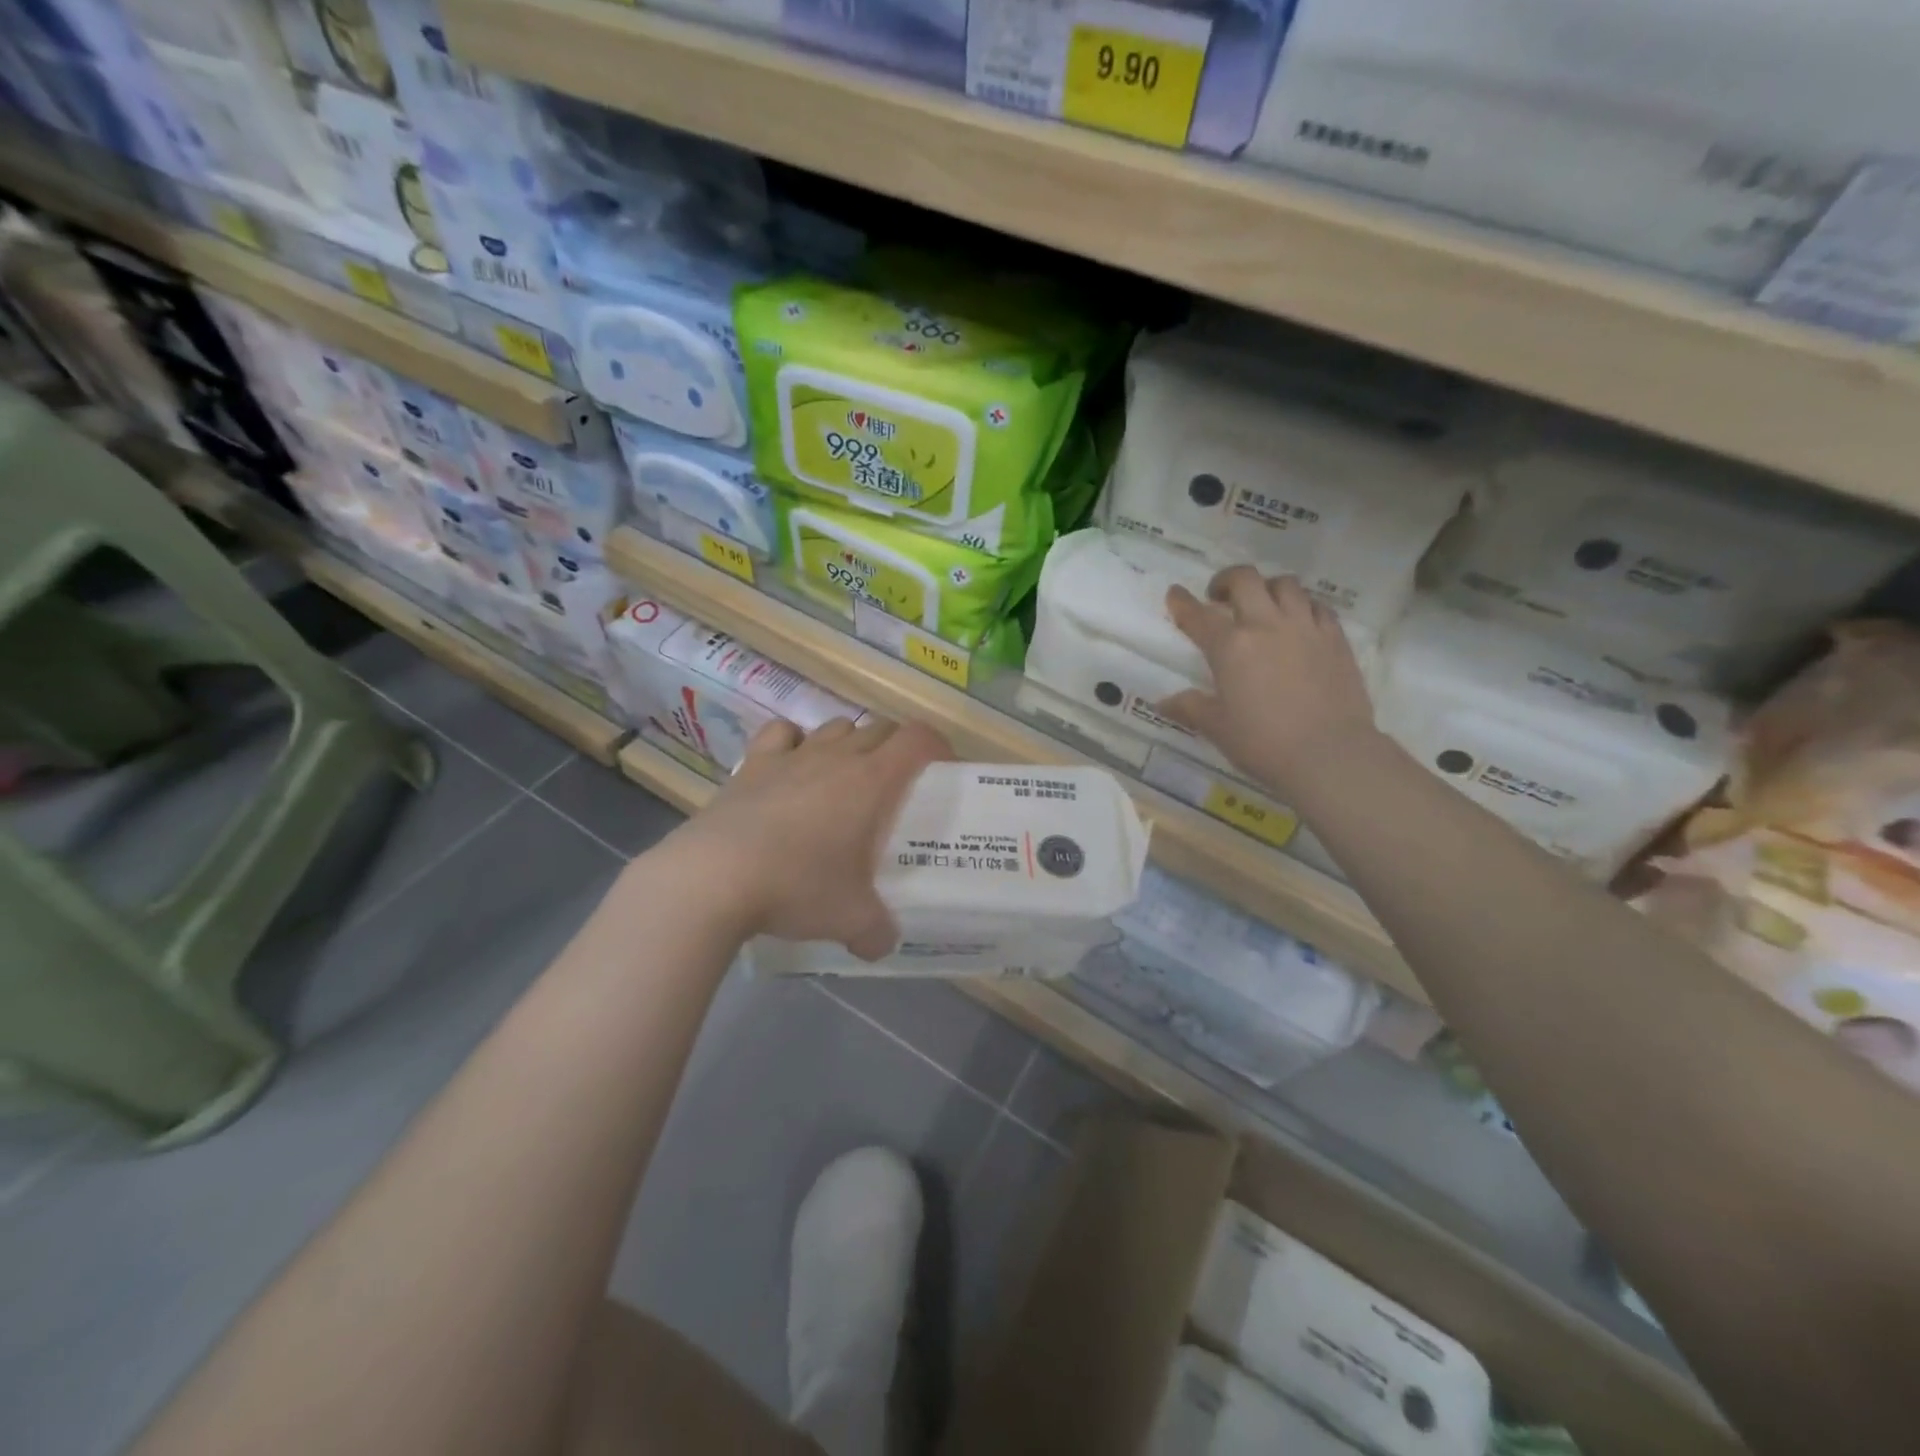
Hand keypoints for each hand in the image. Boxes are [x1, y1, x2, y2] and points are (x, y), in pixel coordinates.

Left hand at [668, 716, 952, 958]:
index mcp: (871, 781)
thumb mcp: (849, 919)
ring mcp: (792, 756)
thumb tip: (882, 945)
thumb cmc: (797, 887)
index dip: (937, 746)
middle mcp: (836, 757)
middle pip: (879, 728)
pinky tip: (791, 765)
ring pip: (834, 727)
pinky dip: (794, 741)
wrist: (714, 877)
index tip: (943, 768)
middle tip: (897, 784)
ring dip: (849, 743)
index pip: (917, 739)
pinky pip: (782, 734)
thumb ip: (876, 931)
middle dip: (896, 747)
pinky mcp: (753, 764)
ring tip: (846, 776)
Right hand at [1159, 567, 1378, 798]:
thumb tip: (1164, 703)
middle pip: (1245, 580)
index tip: (1175, 594)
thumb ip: (1190, 708)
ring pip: (1286, 585)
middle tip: (1220, 597)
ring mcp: (1305, 628)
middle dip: (1227, 580)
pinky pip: (1318, 606)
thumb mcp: (1217, 727)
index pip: (1198, 615)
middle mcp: (1266, 625)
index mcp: (1230, 646)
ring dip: (1268, 588)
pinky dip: (1303, 606)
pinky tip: (1299, 622)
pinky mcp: (1336, 639)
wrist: (1329, 754)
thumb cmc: (1263, 742)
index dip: (1182, 602)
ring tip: (1262, 605)